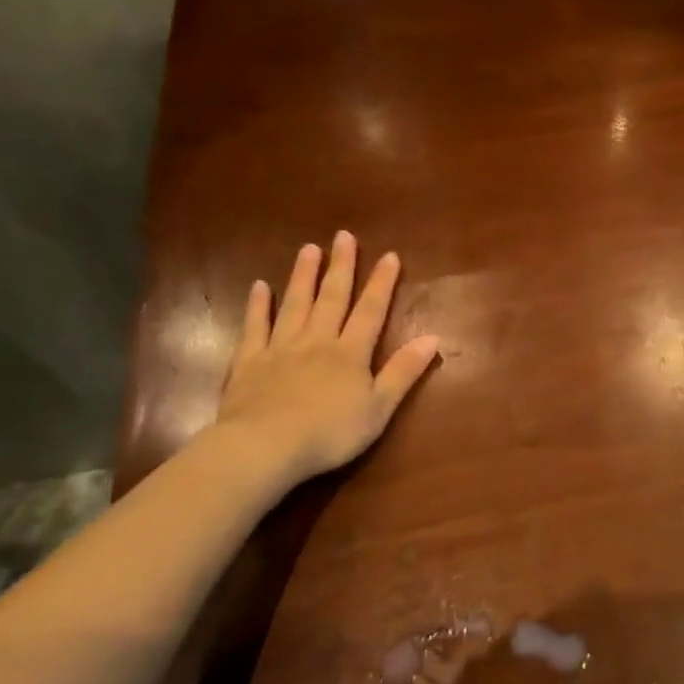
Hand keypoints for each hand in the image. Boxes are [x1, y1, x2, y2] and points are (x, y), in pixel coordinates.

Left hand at [211, 231, 439, 488]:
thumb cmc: (330, 433)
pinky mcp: (249, 362)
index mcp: (351, 353)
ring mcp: (281, 348)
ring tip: (309, 249)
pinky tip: (260, 287)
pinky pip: (255, 327)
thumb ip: (404, 371)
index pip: (371, 311)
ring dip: (303, 276)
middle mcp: (317, 341)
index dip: (382, 283)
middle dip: (341, 267)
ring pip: (295, 304)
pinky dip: (258, 306)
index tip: (390, 255)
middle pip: (332, 298)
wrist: (265, 447)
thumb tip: (433, 338)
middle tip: (343, 236)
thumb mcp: (379, 408)